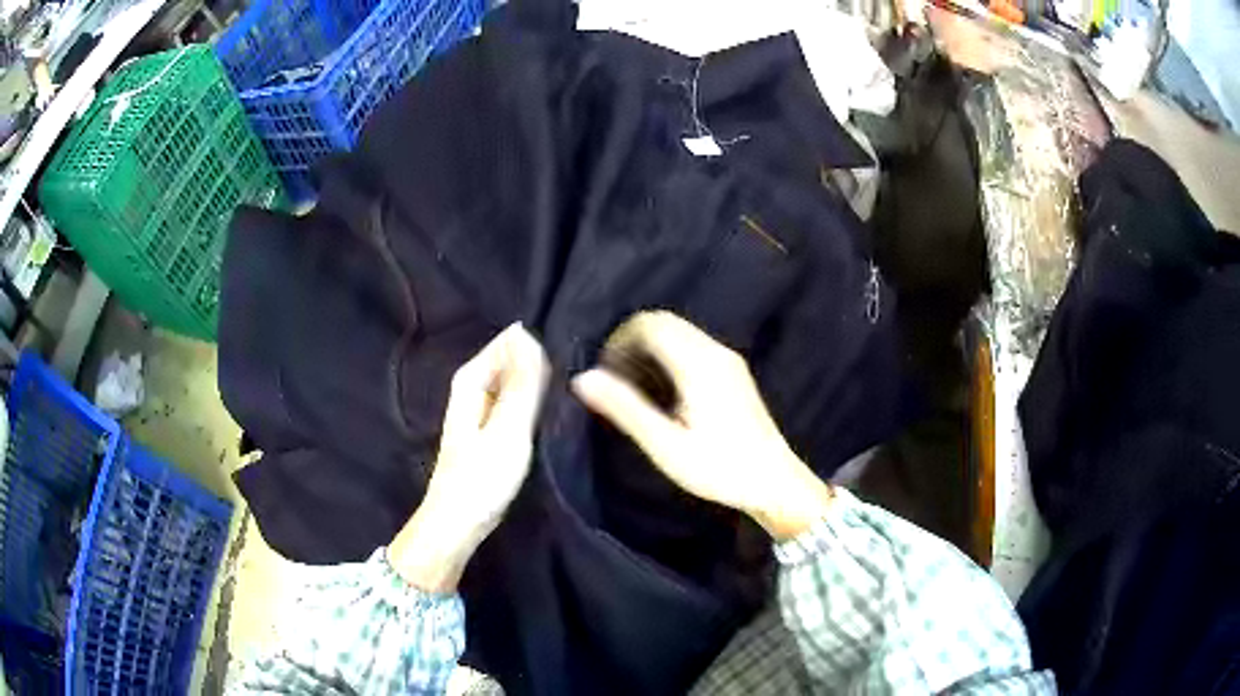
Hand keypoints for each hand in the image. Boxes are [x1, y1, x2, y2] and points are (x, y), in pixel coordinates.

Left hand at [389, 323, 549, 591]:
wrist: (458, 524)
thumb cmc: (481, 478)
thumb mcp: (508, 428)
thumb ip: (522, 383)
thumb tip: (528, 332)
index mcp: (471, 378)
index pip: (511, 340)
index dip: (540, 345)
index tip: (572, 356)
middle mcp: (475, 386)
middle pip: (514, 359)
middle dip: (543, 363)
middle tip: (578, 379)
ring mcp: (484, 408)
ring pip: (518, 382)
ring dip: (541, 385)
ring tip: (575, 391)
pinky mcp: (494, 429)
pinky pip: (519, 403)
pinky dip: (535, 404)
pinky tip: (557, 411)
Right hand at [572, 311, 832, 540]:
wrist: (774, 482)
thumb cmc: (719, 468)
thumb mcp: (666, 445)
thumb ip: (625, 408)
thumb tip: (584, 378)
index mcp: (699, 363)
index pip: (650, 324)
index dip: (619, 338)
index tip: (605, 372)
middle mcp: (715, 352)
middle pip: (665, 322)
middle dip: (632, 340)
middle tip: (614, 378)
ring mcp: (728, 360)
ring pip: (679, 333)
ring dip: (650, 347)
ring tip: (633, 386)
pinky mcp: (734, 372)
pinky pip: (692, 346)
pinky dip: (668, 355)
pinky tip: (662, 391)